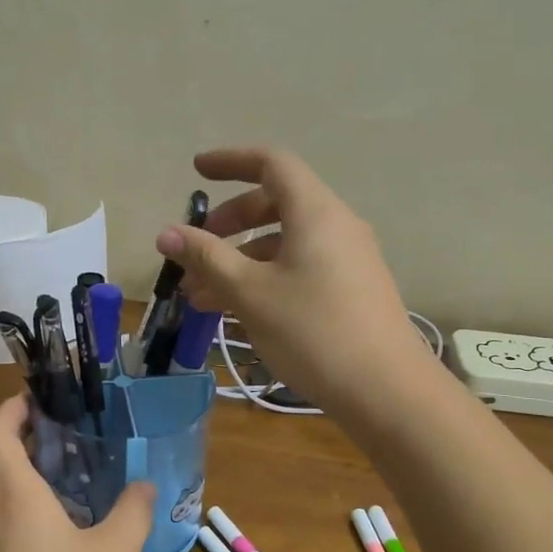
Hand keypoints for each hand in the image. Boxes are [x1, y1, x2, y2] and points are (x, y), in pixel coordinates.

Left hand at [0, 395, 156, 551]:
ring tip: (51, 471)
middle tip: (50, 430)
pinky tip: (44, 524)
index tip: (37, 398)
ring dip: (5, 468)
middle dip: (8, 433)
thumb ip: (132, 512)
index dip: (11, 408)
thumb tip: (144, 486)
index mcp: (11, 493)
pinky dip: (6, 501)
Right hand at [157, 146, 429, 424]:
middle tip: (196, 250)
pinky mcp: (353, 288)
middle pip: (276, 203)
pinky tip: (239, 311)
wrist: (386, 391)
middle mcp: (337, 225)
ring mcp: (349, 258)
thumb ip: (207, 258)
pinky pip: (301, 266)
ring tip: (203, 296)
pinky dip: (266, 277)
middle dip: (230, 222)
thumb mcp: (250, 293)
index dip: (231, 161)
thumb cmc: (313, 331)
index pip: (271, 163)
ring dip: (242, 259)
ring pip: (285, 242)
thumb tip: (166, 233)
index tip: (197, 173)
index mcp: (315, 212)